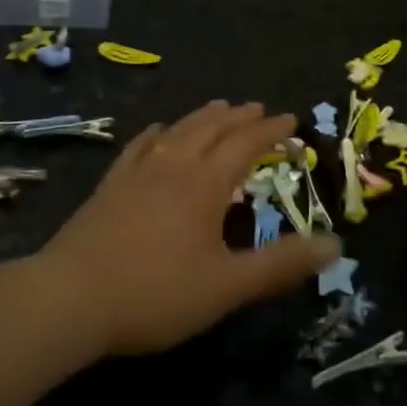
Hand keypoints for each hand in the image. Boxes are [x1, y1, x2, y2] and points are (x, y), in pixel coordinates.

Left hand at [41, 101, 342, 355]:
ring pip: (177, 131)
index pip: (245, 144)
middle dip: (239, 117)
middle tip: (258, 107)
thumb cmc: (155, 293)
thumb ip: (281, 264)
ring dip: (203, 117)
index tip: (291, 120)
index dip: (270, 131)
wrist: (70, 298)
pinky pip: (139, 147)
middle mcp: (173, 166)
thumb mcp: (227, 286)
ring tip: (218, 107)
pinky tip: (158, 132)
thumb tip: (336, 244)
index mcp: (205, 184)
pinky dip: (157, 134)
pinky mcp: (110, 186)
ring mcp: (137, 173)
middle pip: (211, 129)